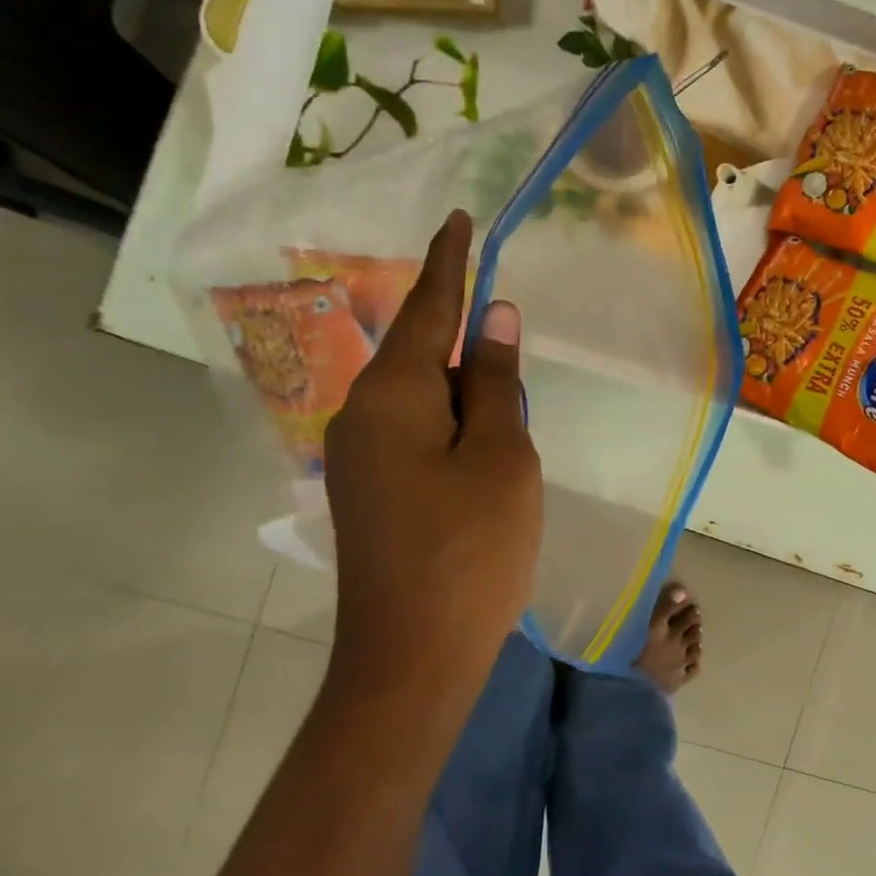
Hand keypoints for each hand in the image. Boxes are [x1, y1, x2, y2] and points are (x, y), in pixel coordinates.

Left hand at [324, 210, 542, 678]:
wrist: (413, 656)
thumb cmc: (471, 550)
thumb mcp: (502, 458)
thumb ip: (497, 383)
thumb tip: (495, 316)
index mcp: (394, 396)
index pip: (429, 308)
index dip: (451, 262)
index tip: (461, 219)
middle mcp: (361, 415)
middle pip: (425, 357)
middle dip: (472, 353)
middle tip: (517, 369)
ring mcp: (358, 458)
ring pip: (423, 401)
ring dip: (467, 401)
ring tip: (508, 431)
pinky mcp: (369, 493)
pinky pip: (416, 436)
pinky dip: (452, 431)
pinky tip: (482, 461)